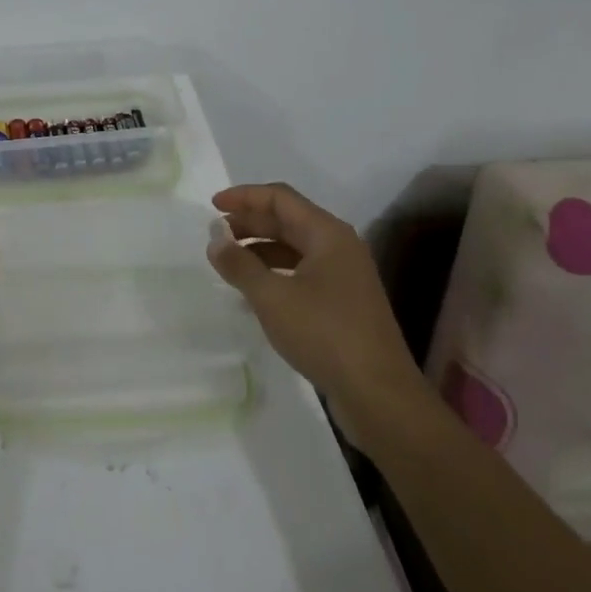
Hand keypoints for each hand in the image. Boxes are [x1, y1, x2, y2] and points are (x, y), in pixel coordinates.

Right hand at [206, 183, 424, 419]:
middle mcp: (339, 247)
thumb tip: (215, 239)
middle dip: (250, 222)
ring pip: (295, 248)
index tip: (212, 205)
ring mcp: (344, 277)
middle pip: (289, 220)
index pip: (281, 198)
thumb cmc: (324, 334)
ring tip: (229, 262)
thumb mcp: (272, 297)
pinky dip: (275, 273)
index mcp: (328, 234)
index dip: (244, 196)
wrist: (378, 394)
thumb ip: (239, 265)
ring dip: (260, 249)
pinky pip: (302, 273)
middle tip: (216, 234)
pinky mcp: (343, 304)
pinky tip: (254, 292)